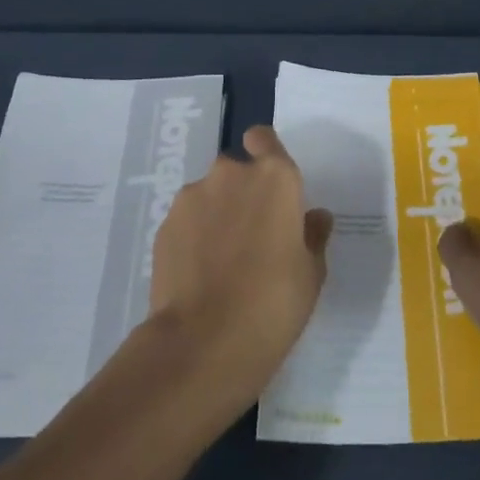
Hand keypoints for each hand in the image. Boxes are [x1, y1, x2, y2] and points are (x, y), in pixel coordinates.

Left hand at [147, 125, 333, 409]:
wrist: (205, 340)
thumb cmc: (274, 302)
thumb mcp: (311, 273)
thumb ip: (312, 235)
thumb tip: (314, 216)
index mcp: (275, 177)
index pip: (264, 138)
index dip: (265, 151)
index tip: (269, 181)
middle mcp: (231, 174)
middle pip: (236, 170)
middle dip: (241, 192)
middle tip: (251, 234)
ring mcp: (193, 197)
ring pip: (208, 194)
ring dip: (216, 213)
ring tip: (222, 259)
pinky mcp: (165, 224)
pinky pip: (187, 219)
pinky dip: (193, 235)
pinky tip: (200, 272)